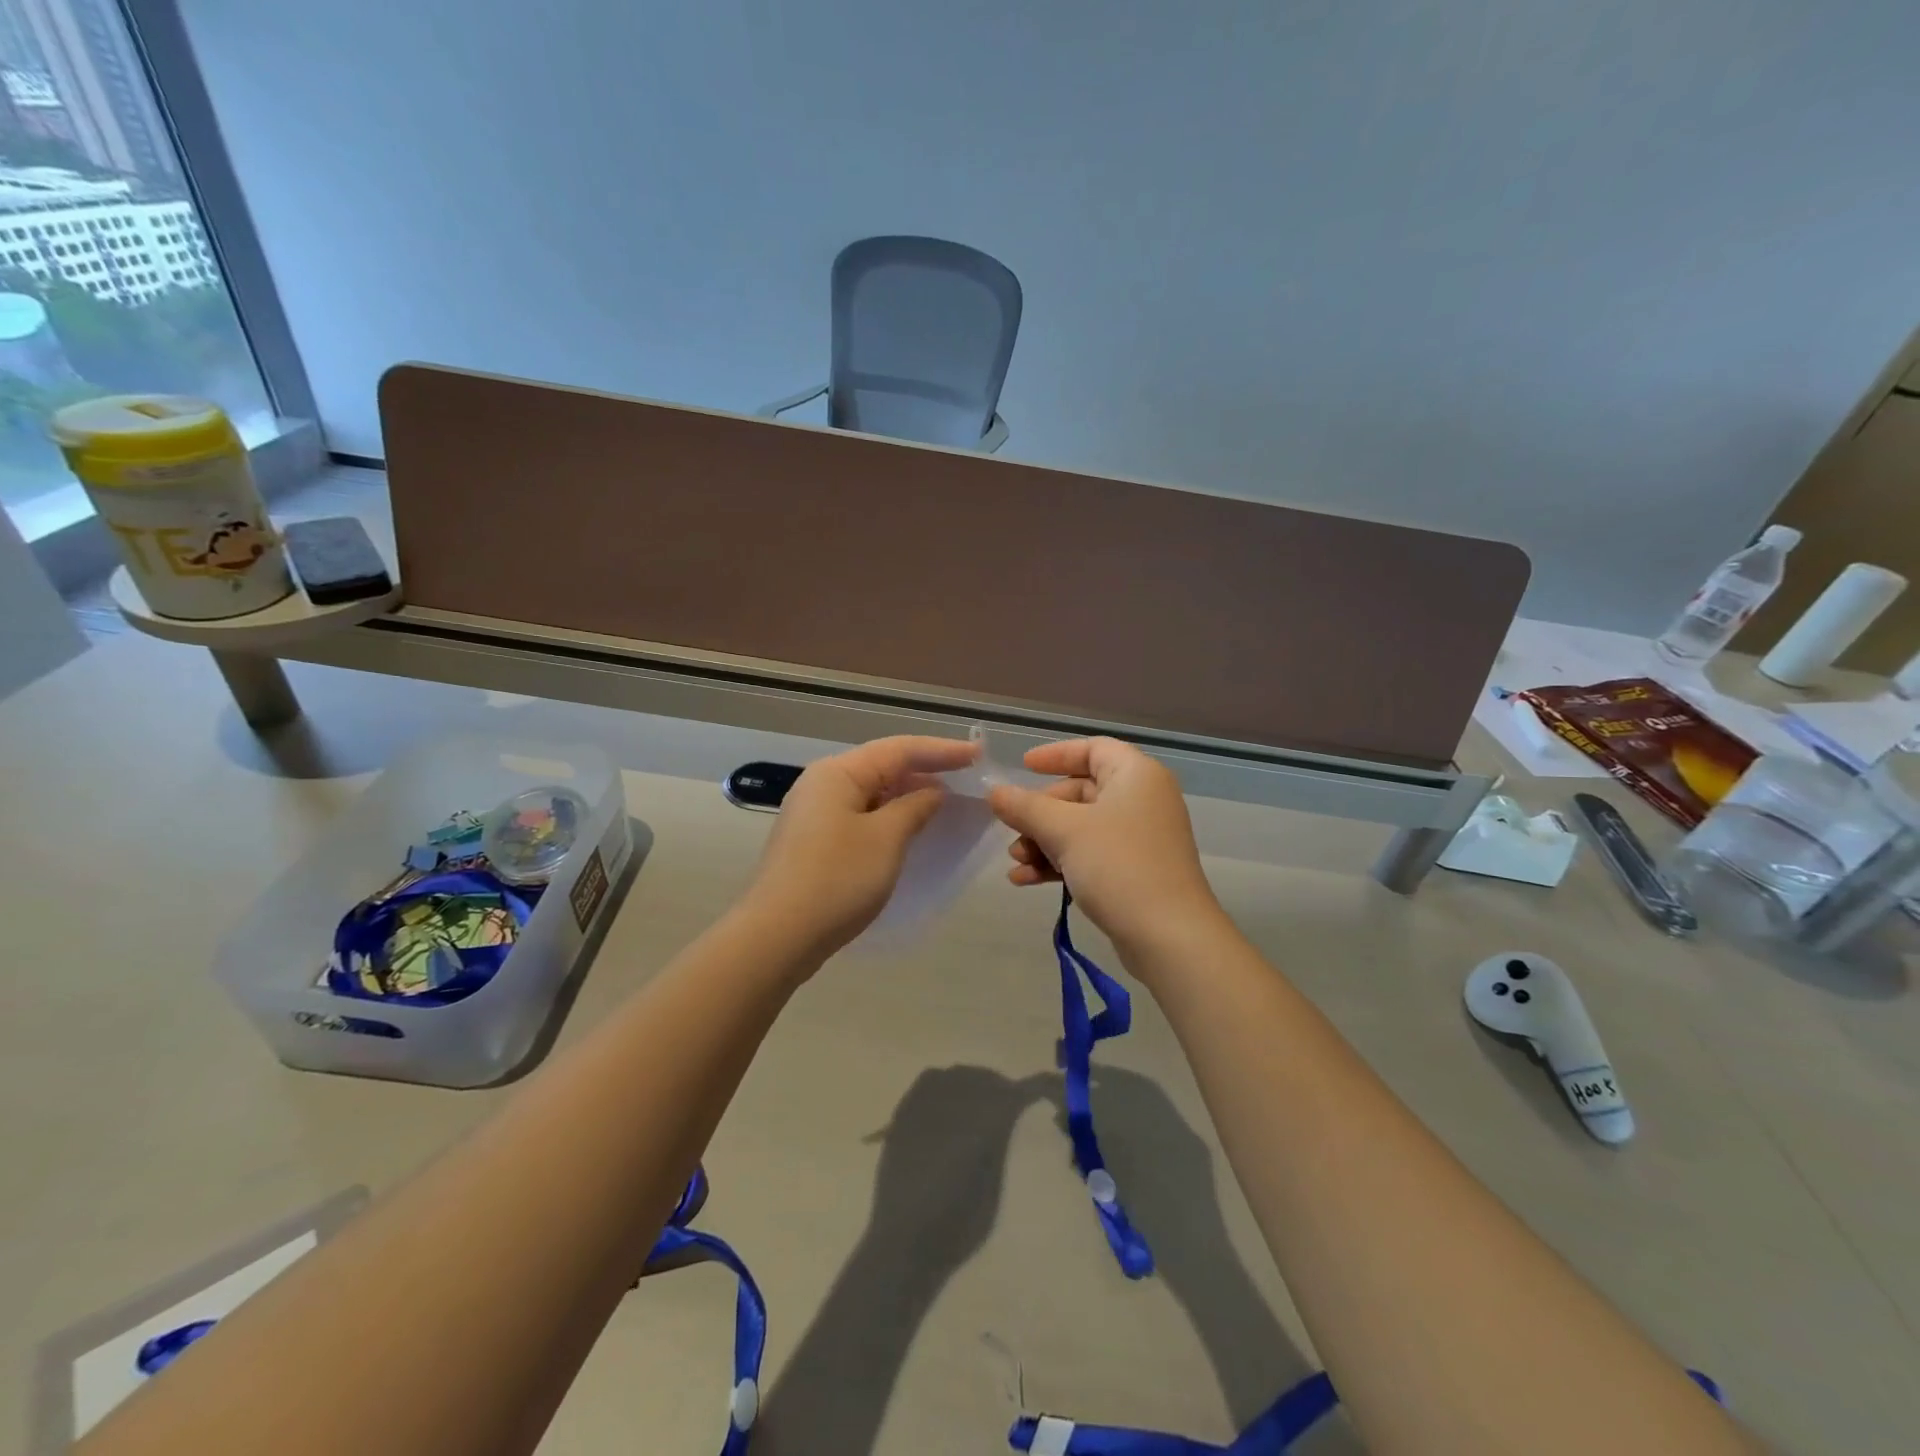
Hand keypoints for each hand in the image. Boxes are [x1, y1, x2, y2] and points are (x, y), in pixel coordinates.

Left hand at [746, 734, 978, 959]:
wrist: (778, 936)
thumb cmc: (837, 879)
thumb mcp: (886, 839)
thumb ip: (915, 808)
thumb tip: (933, 793)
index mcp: (838, 773)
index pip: (899, 750)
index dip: (942, 751)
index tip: (978, 755)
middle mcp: (823, 784)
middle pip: (883, 766)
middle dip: (925, 771)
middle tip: (967, 778)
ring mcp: (815, 814)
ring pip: (872, 793)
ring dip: (908, 796)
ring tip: (946, 803)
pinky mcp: (814, 841)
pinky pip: (861, 816)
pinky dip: (890, 817)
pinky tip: (911, 830)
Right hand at [987, 737, 1222, 955]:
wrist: (1168, 936)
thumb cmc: (1118, 866)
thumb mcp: (1064, 831)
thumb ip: (1025, 807)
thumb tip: (994, 791)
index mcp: (1135, 775)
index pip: (1093, 749)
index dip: (1056, 755)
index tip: (1023, 768)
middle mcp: (1142, 799)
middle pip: (1081, 791)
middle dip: (1040, 812)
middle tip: (1013, 830)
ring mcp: (1140, 838)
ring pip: (1081, 827)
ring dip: (1044, 841)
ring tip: (1016, 861)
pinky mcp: (1135, 871)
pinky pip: (1090, 855)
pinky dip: (1060, 862)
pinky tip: (1026, 880)